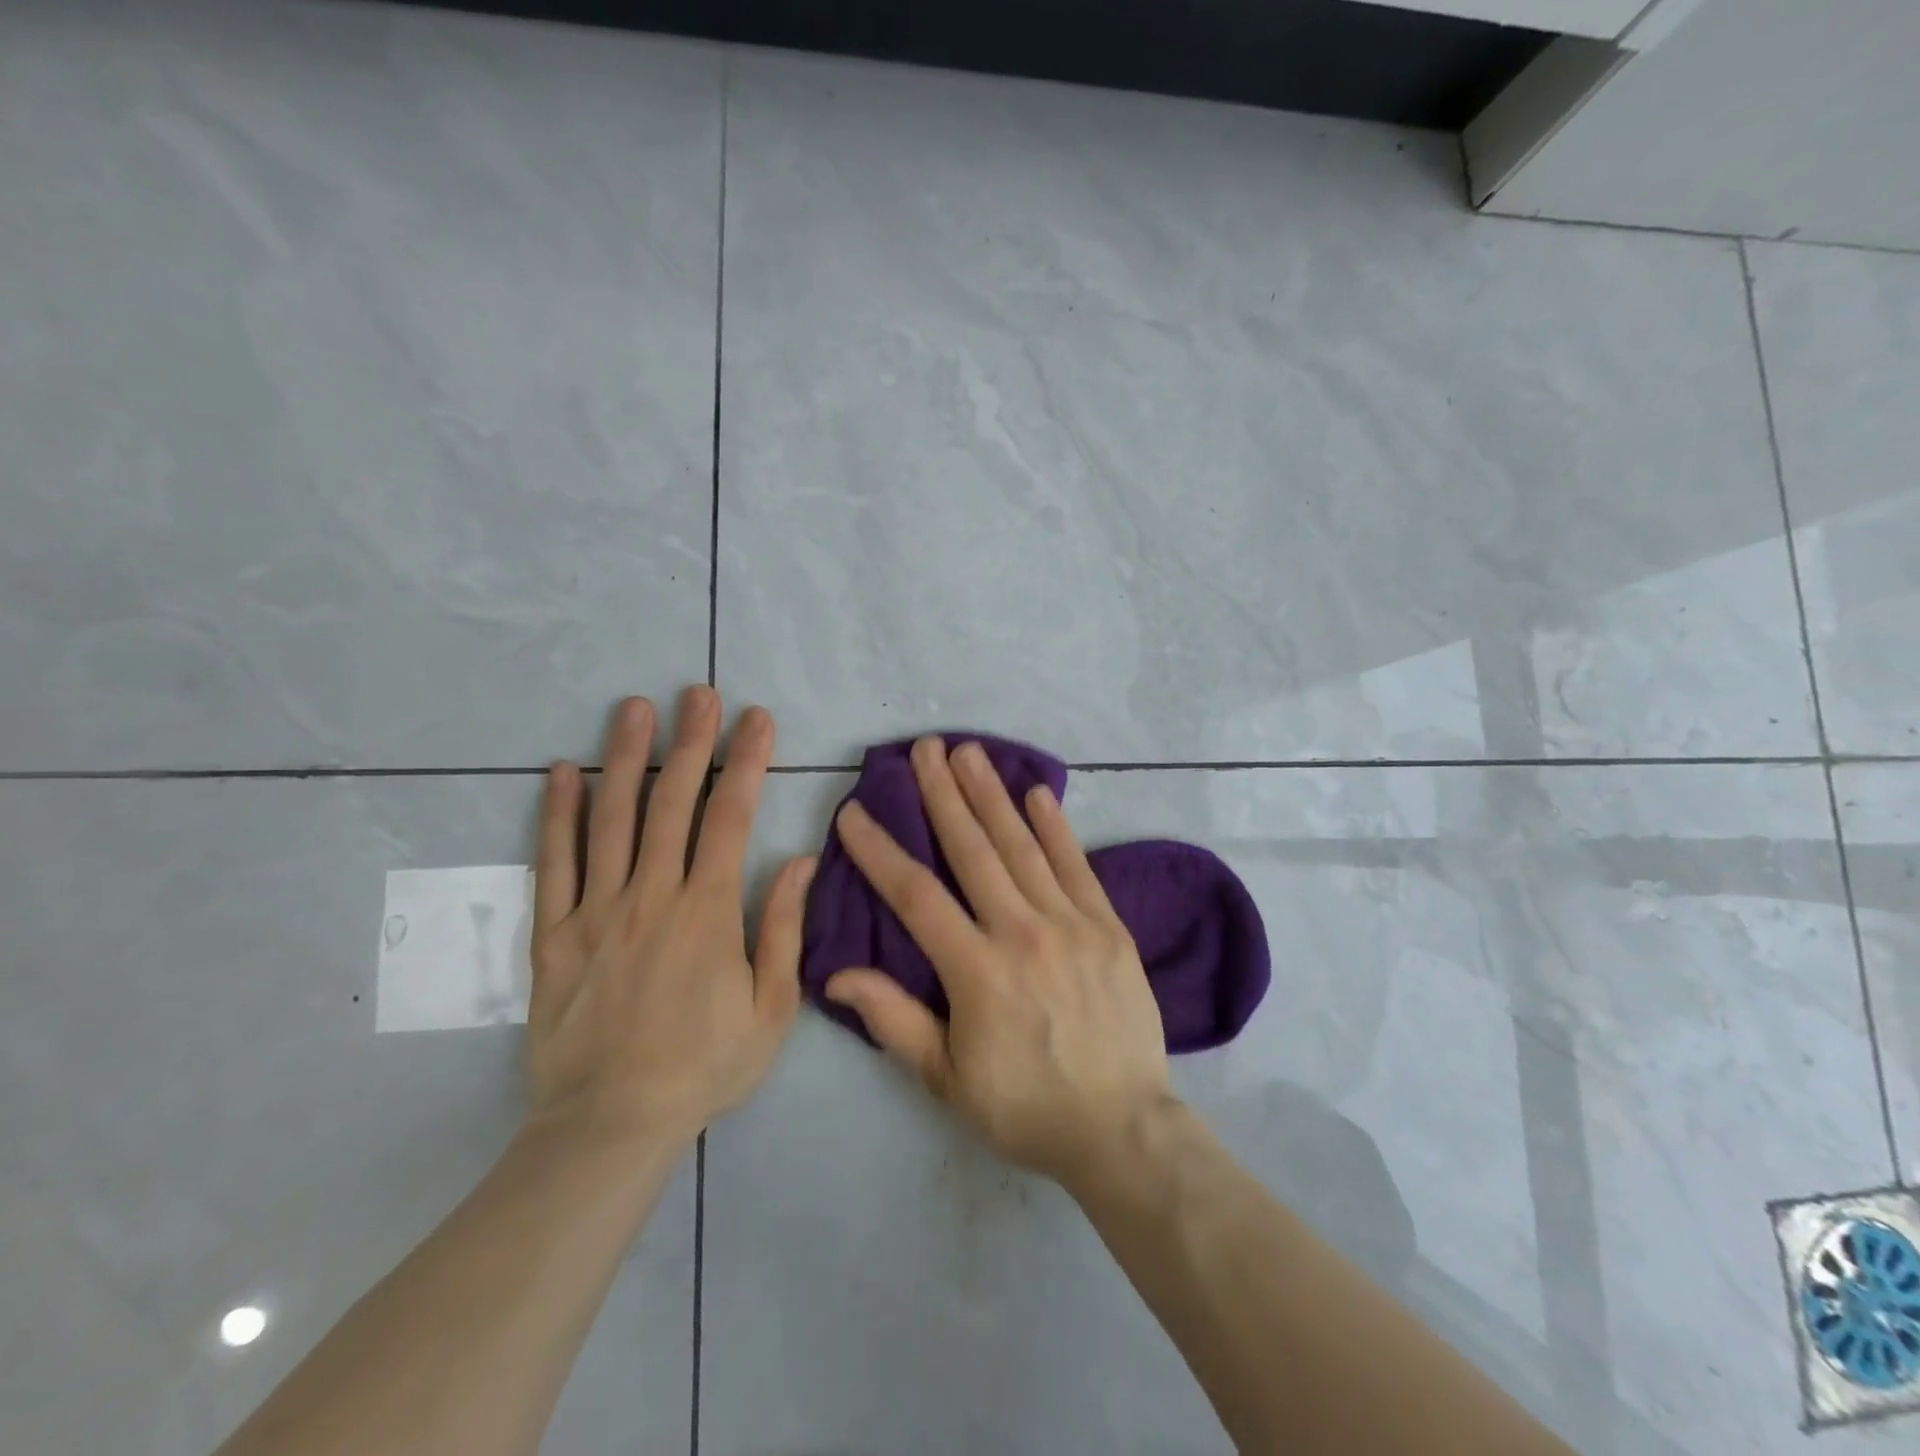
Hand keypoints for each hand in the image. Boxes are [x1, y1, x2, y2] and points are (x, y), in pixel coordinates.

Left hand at [526, 688, 813, 1149]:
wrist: (610, 1124)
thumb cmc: (703, 1067)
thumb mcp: (771, 1009)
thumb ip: (783, 929)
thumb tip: (799, 860)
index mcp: (708, 912)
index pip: (731, 818)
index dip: (746, 762)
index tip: (757, 719)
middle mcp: (652, 896)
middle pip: (672, 802)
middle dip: (690, 741)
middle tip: (698, 692)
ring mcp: (597, 911)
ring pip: (611, 819)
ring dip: (625, 757)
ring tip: (633, 708)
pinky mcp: (554, 934)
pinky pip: (553, 864)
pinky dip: (557, 815)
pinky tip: (560, 772)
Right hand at [824, 736, 1172, 1187]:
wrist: (1122, 1129)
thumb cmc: (1025, 1107)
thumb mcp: (947, 1078)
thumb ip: (893, 1019)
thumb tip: (836, 973)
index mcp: (977, 970)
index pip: (916, 895)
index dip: (880, 851)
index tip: (855, 811)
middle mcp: (1023, 932)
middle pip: (973, 850)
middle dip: (943, 794)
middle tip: (924, 747)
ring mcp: (1072, 924)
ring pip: (1023, 846)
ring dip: (993, 795)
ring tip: (970, 752)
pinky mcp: (1110, 927)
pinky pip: (1078, 866)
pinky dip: (1057, 828)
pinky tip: (1039, 792)